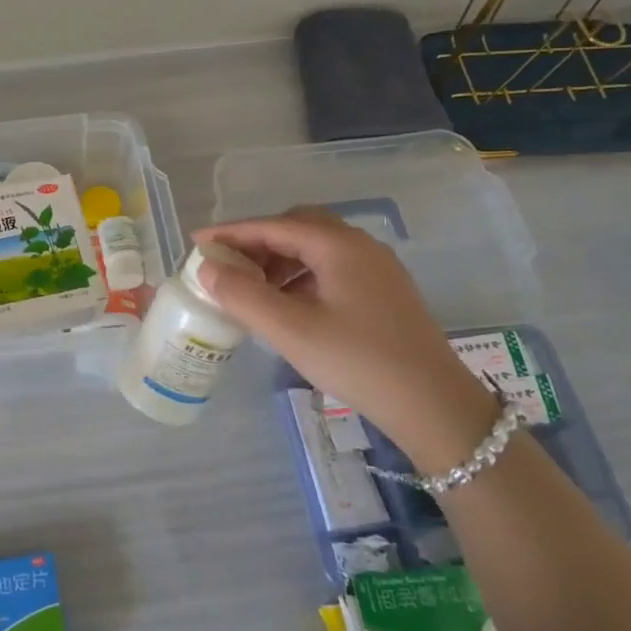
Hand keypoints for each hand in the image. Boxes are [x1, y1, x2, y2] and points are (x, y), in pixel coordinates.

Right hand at [194, 210, 495, 471]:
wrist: (433, 404)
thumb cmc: (357, 361)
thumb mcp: (290, 330)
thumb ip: (243, 295)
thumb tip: (208, 268)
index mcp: (338, 245)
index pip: (274, 225)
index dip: (232, 232)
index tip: (198, 243)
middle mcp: (360, 245)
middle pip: (298, 227)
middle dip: (258, 241)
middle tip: (228, 266)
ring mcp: (376, 268)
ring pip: (316, 248)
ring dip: (279, 259)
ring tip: (253, 289)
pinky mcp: (384, 291)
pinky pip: (331, 267)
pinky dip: (301, 275)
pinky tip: (289, 304)